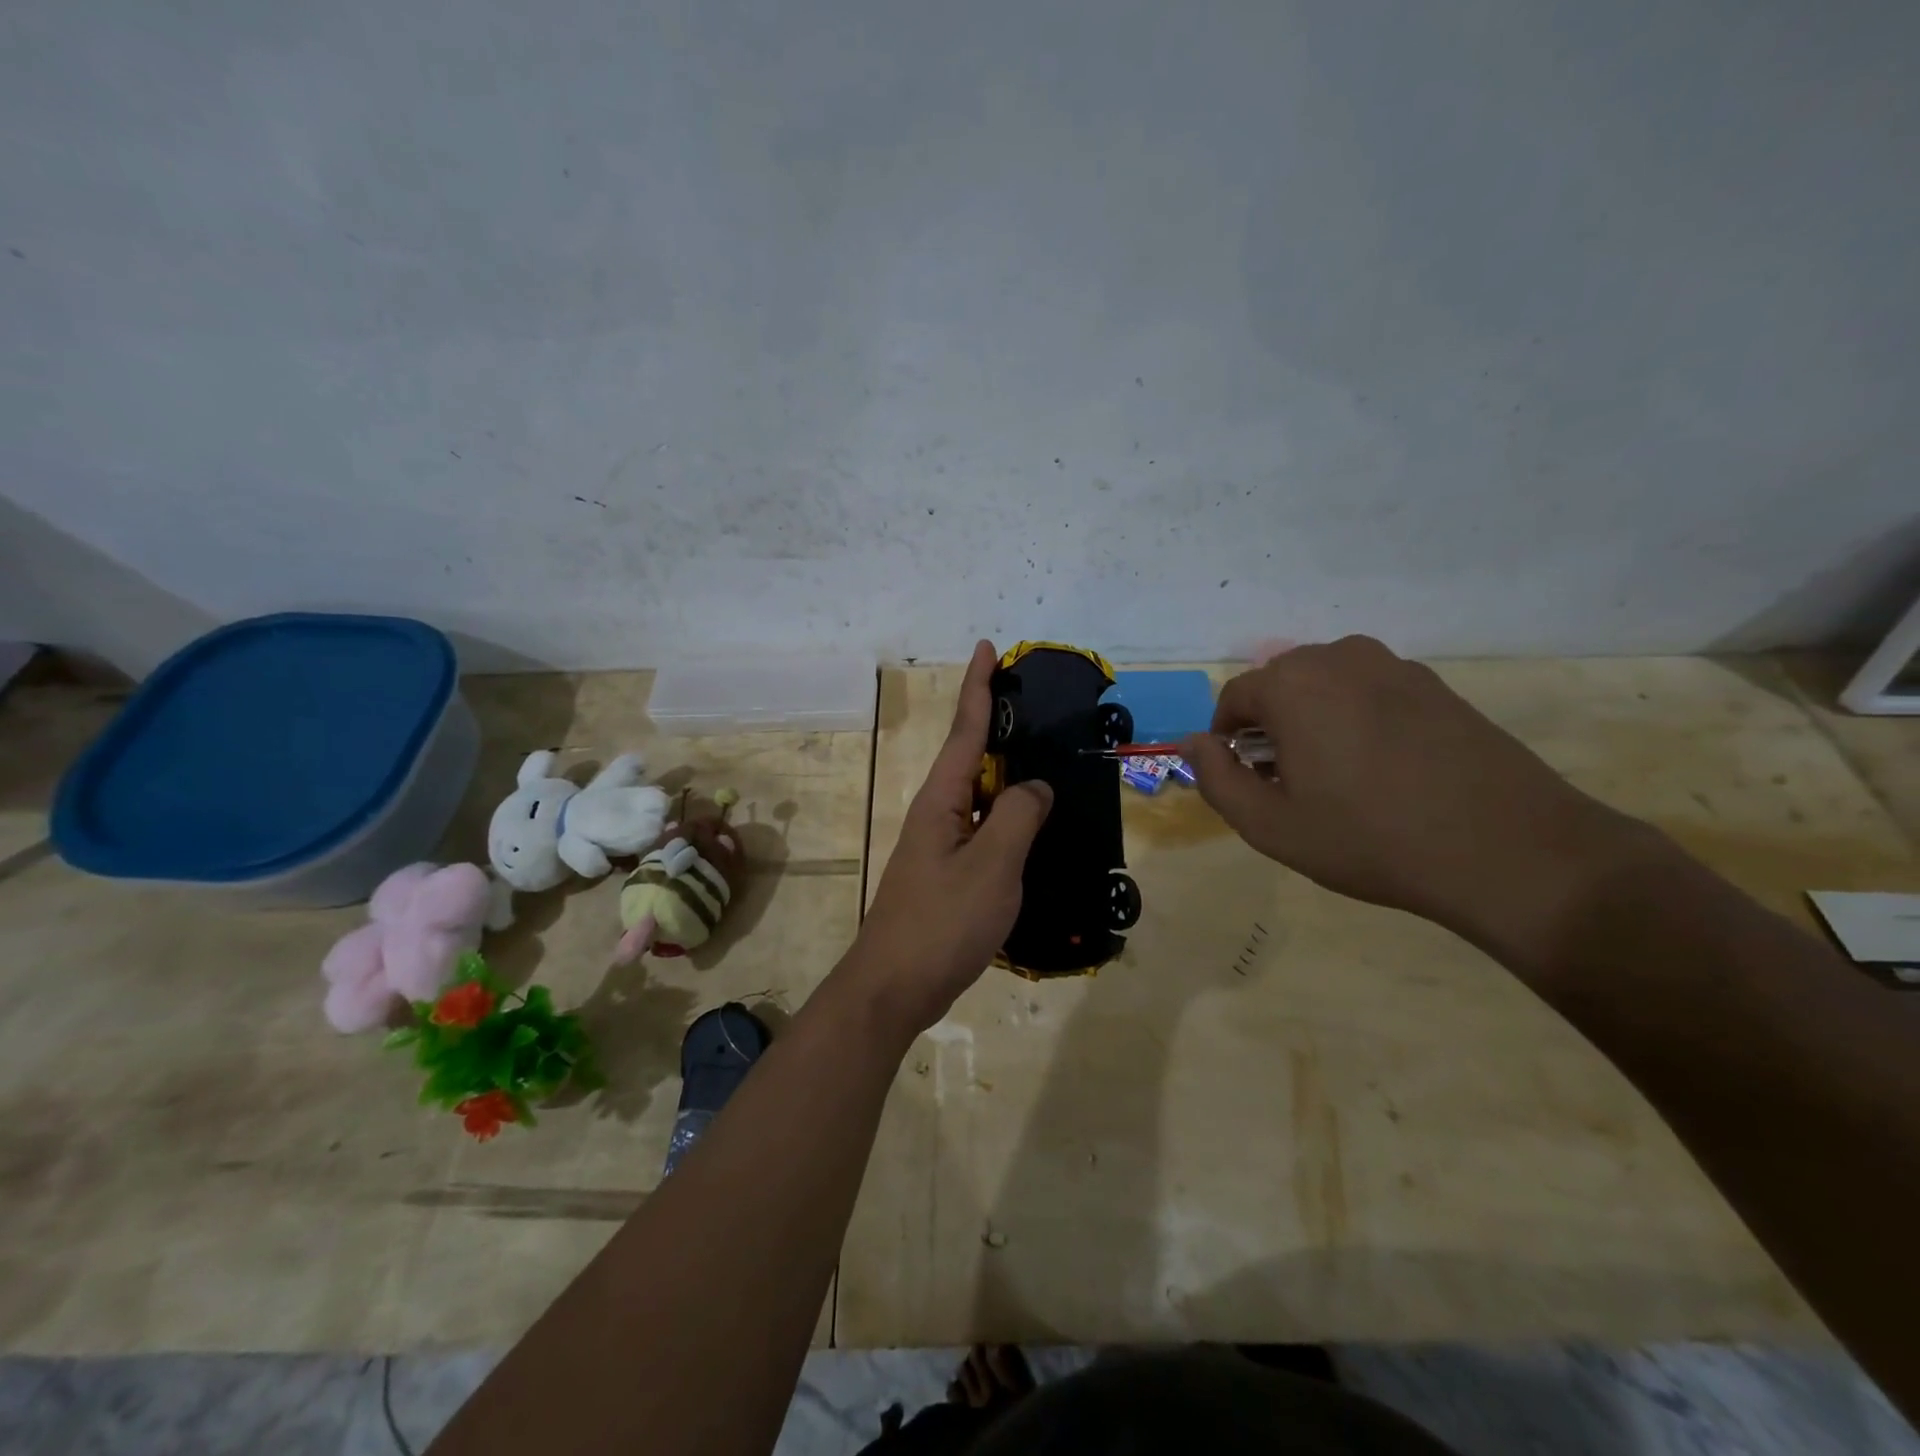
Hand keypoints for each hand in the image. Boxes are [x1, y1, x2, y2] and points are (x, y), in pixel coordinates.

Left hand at [846, 641, 1052, 1038]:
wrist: (896, 986)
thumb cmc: (943, 921)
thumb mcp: (991, 865)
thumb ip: (1017, 816)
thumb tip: (1034, 787)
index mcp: (941, 800)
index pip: (964, 730)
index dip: (978, 687)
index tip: (986, 648)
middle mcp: (937, 814)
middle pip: (972, 758)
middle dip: (999, 726)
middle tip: (1035, 703)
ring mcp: (942, 846)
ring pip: (981, 797)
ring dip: (1008, 775)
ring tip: (1045, 758)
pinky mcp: (951, 875)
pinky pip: (985, 831)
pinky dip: (1009, 818)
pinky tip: (1034, 826)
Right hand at [1184, 636, 1657, 967]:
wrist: (1508, 850)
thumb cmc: (1370, 838)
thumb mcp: (1270, 825)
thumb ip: (1216, 779)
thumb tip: (1193, 743)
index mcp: (1293, 683)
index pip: (1234, 698)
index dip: (1226, 740)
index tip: (1245, 781)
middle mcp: (1340, 658)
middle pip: (1280, 686)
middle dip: (1270, 728)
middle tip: (1289, 785)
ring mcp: (1396, 667)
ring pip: (1326, 687)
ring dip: (1314, 722)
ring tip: (1337, 779)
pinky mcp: (1437, 686)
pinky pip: (1371, 693)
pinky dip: (1358, 721)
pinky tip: (1384, 771)